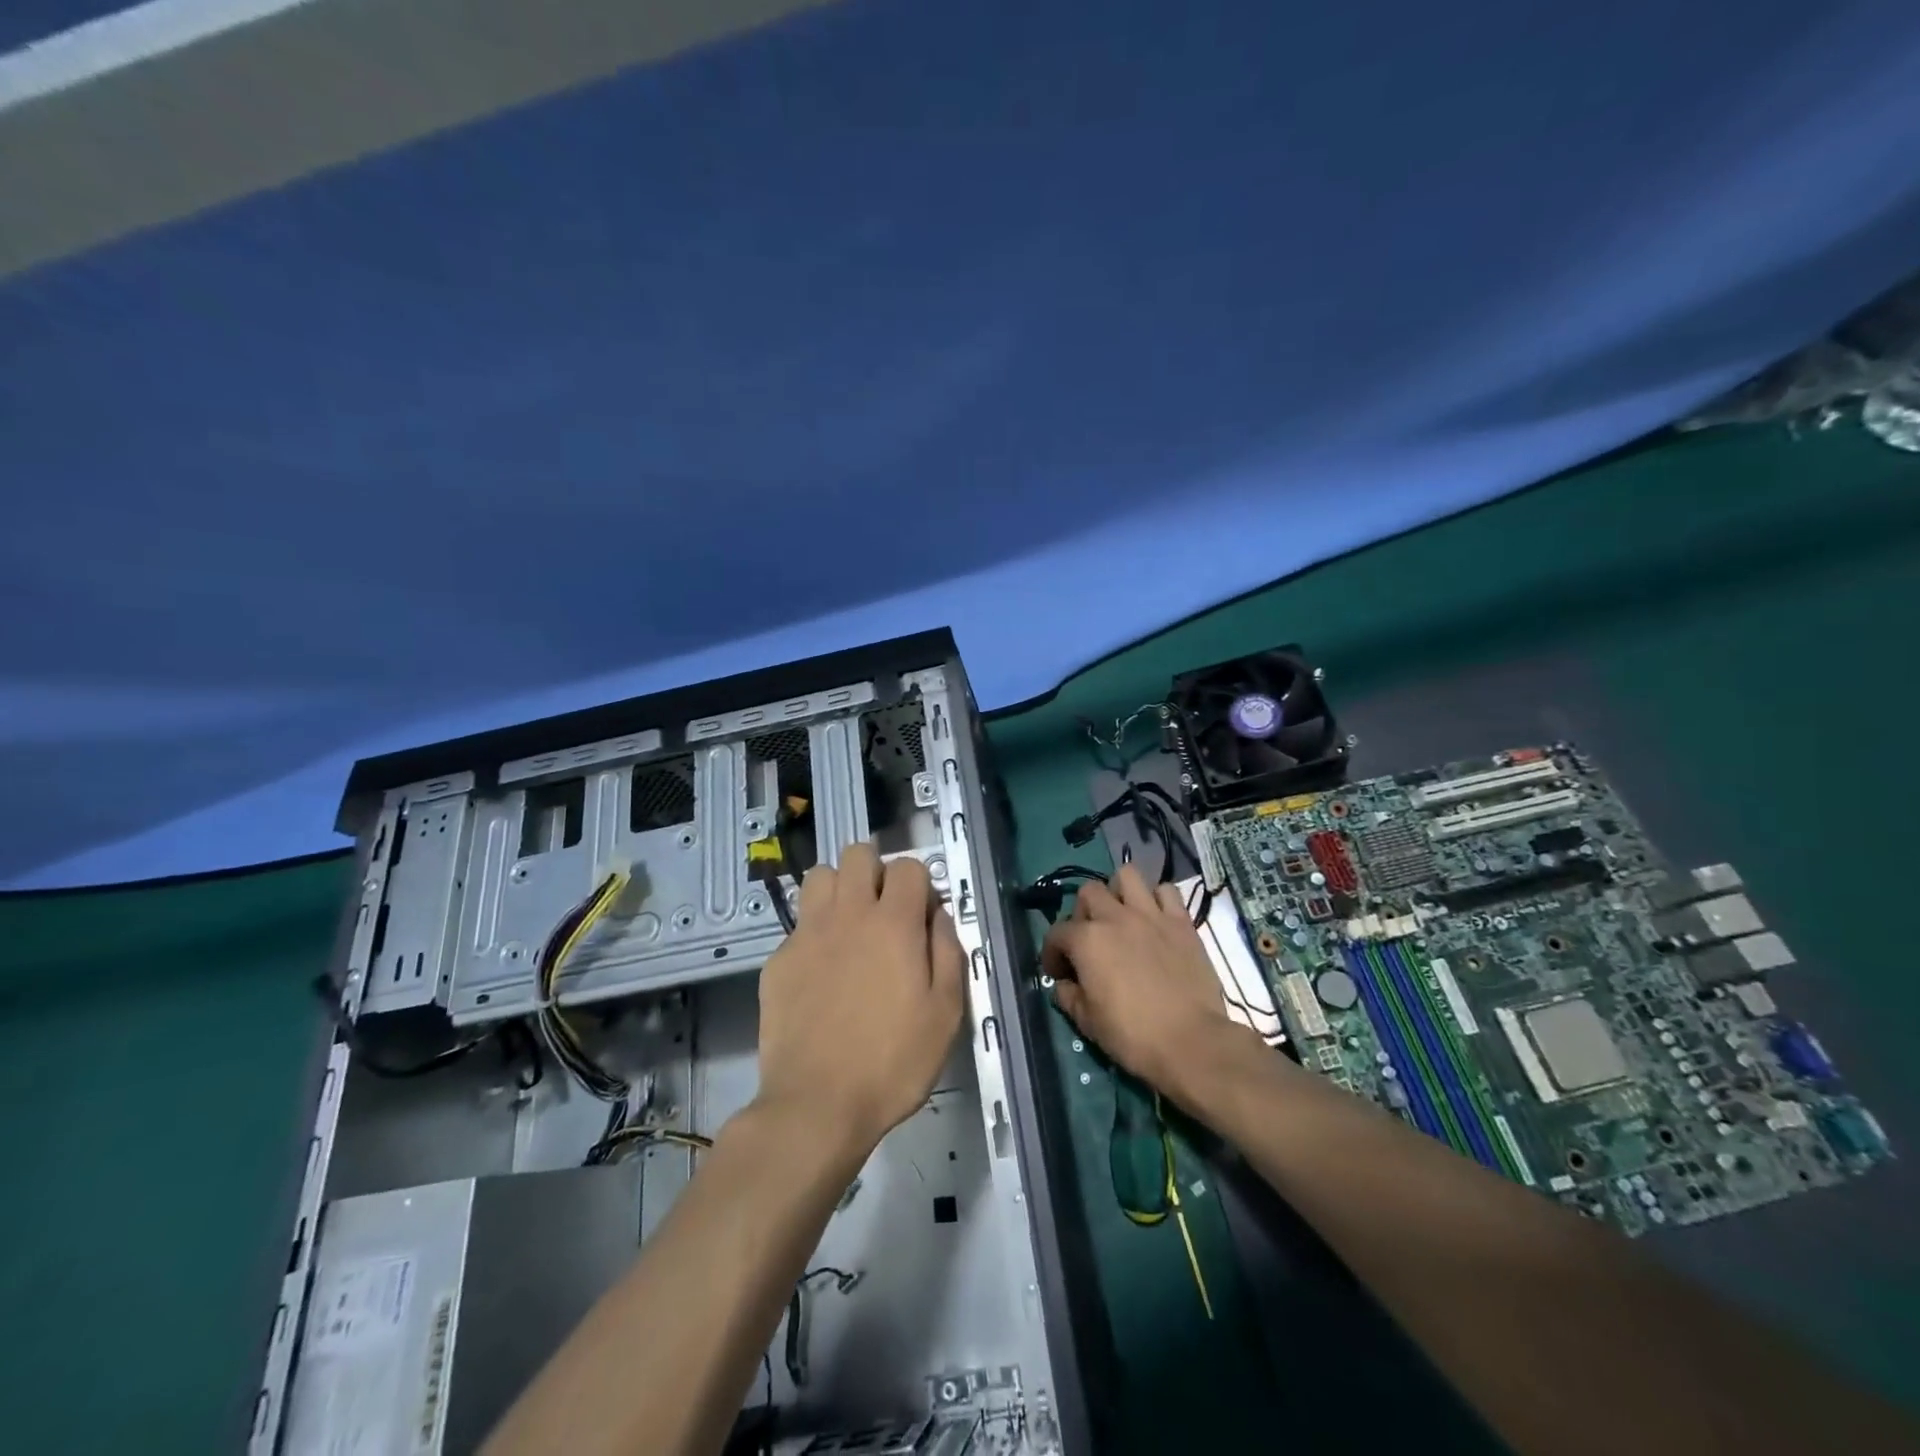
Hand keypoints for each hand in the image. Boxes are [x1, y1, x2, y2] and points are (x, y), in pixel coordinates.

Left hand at [755, 843, 965, 1155]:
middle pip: (857, 854)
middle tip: (884, 911)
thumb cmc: (893, 1061)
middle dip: (875, 871)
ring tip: (849, 926)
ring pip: (820, 876)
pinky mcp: (778, 959)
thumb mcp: (945, 1012)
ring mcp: (807, 933)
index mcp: (894, 923)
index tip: (922, 917)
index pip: (908, 866)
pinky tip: (821, 971)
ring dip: (839, 889)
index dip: (920, 884)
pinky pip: (798, 922)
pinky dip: (814, 932)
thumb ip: (948, 952)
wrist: (817, 1104)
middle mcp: (848, 914)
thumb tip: (938, 915)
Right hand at [1042, 864, 1255, 1097]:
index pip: (1056, 933)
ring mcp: (1151, 915)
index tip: (1060, 974)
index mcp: (1087, 940)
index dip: (1052, 953)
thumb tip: (1064, 985)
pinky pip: (1166, 891)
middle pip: (1088, 892)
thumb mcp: (1087, 1022)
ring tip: (1122, 917)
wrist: (1192, 1042)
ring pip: (1127, 875)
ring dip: (1119, 892)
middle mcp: (1115, 917)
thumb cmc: (1133, 1036)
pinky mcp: (1182, 921)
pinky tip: (1156, 920)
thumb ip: (1069, 996)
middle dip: (1083, 913)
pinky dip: (1158, 900)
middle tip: (1090, 941)